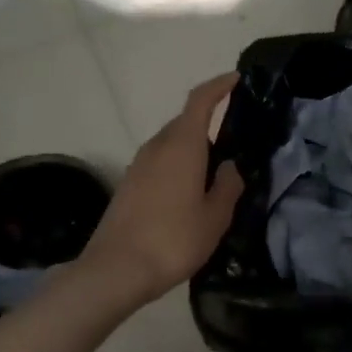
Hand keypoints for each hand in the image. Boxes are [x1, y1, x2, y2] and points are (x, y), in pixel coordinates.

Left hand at [78, 74, 244, 307]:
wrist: (115, 271)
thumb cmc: (173, 239)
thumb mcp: (215, 217)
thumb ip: (228, 186)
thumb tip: (230, 167)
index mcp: (182, 145)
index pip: (200, 101)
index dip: (219, 86)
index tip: (236, 80)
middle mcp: (157, 147)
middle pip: (185, 121)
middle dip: (209, 121)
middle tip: (236, 137)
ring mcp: (139, 165)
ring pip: (171, 143)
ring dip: (193, 147)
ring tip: (215, 169)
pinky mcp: (129, 185)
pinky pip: (160, 162)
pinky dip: (178, 164)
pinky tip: (190, 190)